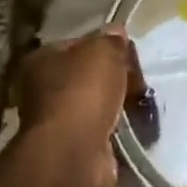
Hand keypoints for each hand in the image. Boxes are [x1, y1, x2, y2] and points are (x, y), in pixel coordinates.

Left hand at [12, 27, 143, 186]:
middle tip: (140, 81)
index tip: (129, 54)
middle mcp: (44, 90)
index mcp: (42, 60)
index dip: (106, 46)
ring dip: (120, 106)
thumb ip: (111, 40)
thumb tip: (116, 33)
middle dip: (116, 79)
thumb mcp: (103, 51)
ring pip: (98, 105)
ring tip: (144, 105)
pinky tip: (138, 127)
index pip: (78, 45)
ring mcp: (59, 121)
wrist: (74, 152)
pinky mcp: (76, 148)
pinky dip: (120, 130)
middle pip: (89, 76)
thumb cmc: (83, 92)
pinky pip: (105, 131)